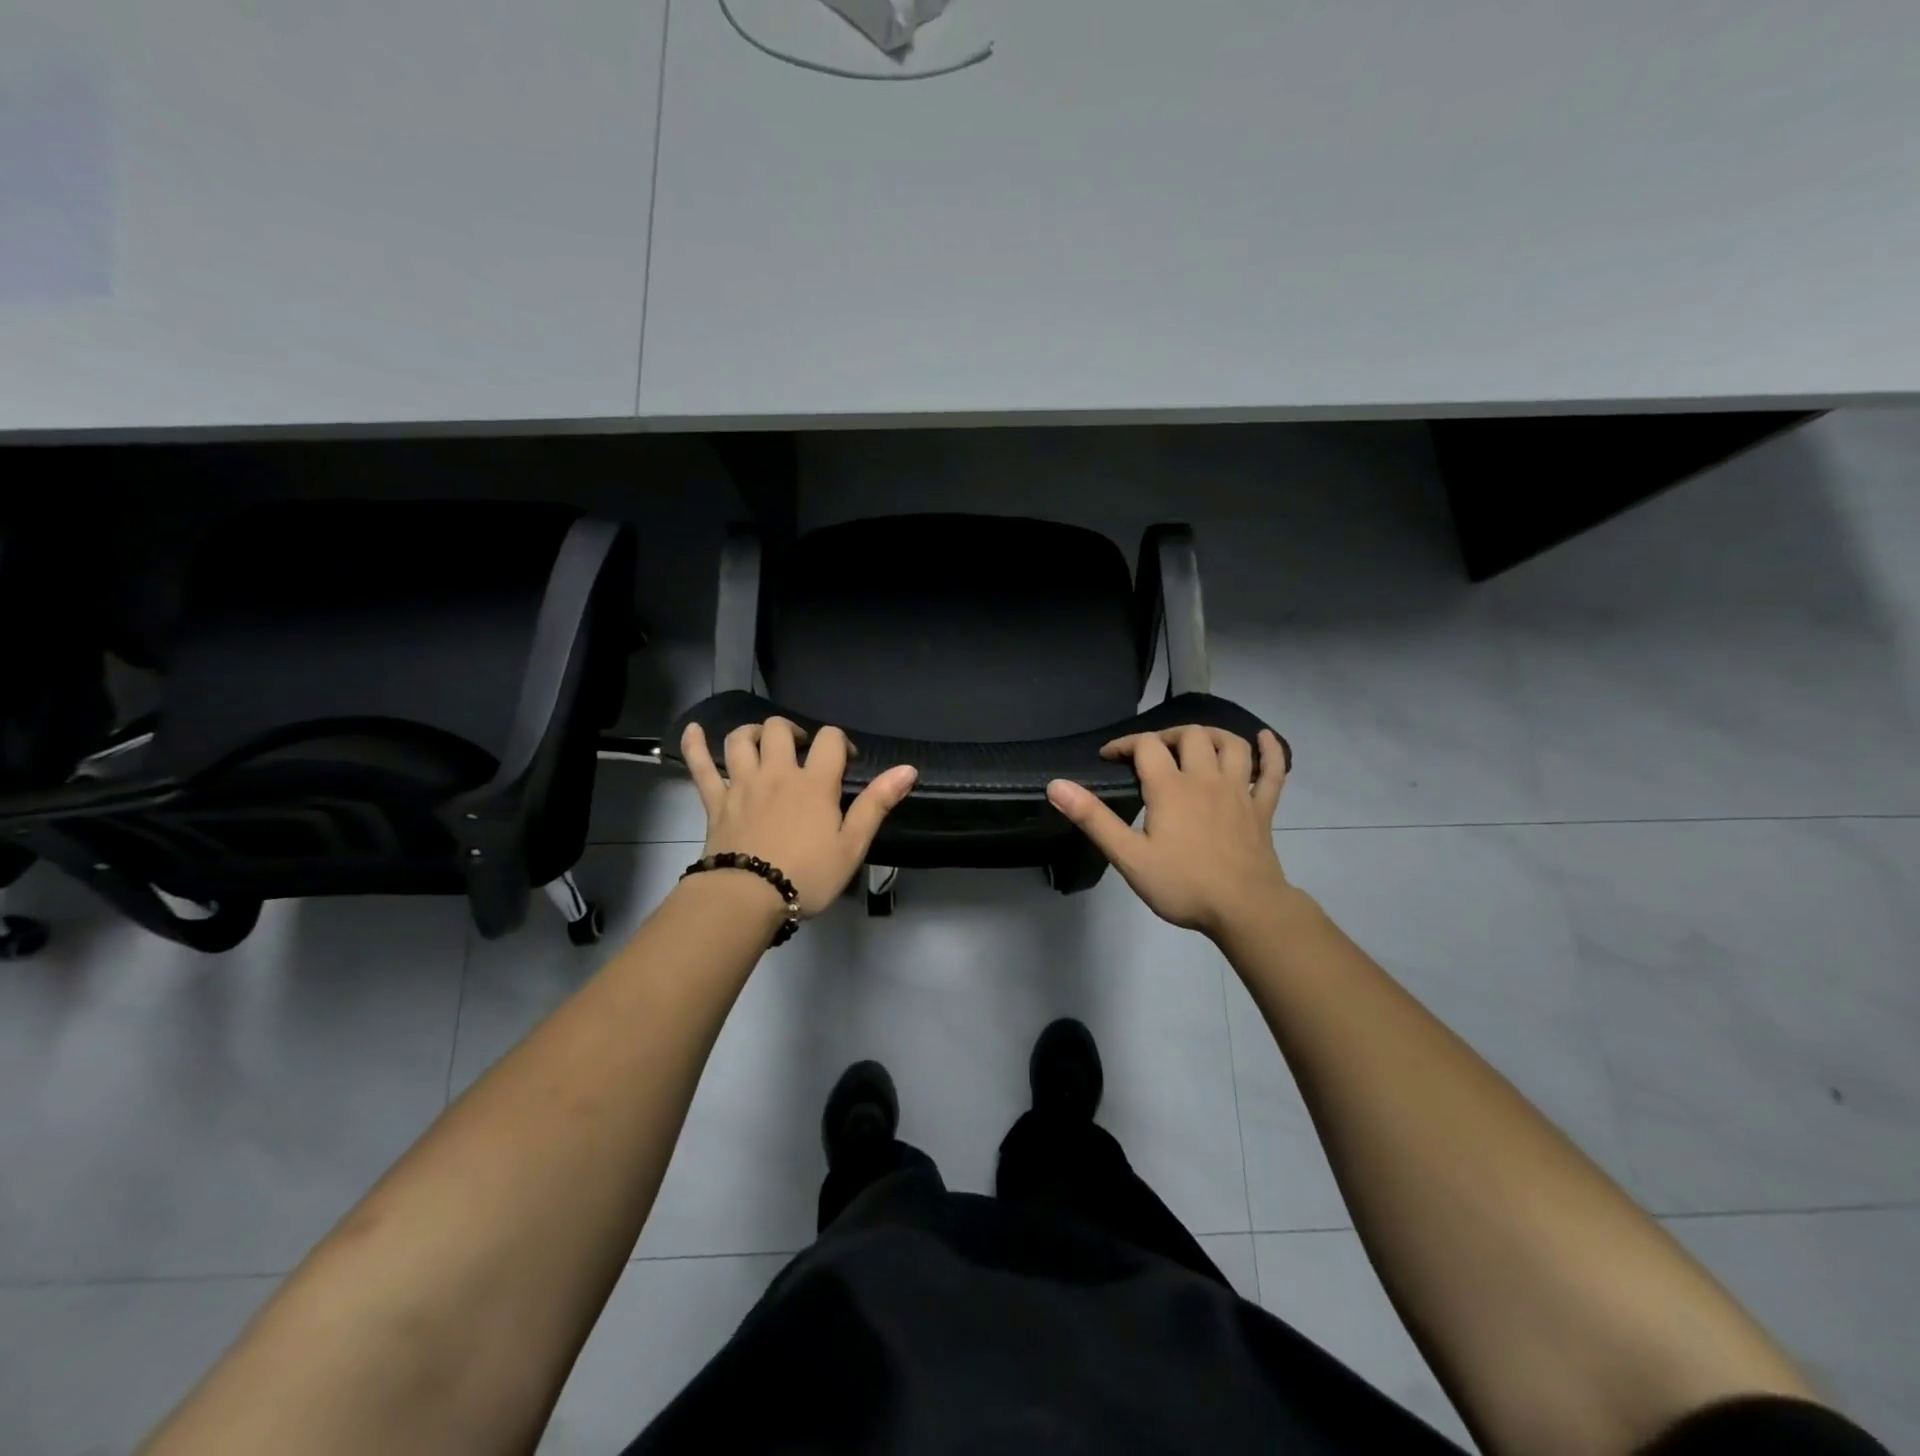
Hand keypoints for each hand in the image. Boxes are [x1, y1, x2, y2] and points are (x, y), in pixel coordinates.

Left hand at [682, 718, 916, 916]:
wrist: (746, 898)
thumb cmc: (806, 875)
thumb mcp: (851, 845)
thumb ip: (877, 804)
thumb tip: (908, 769)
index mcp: (814, 783)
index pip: (830, 740)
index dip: (841, 742)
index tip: (847, 760)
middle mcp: (776, 773)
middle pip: (779, 730)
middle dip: (793, 731)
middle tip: (801, 750)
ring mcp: (741, 784)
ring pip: (740, 740)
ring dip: (752, 732)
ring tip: (762, 741)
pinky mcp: (715, 801)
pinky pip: (700, 766)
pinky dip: (695, 745)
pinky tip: (693, 730)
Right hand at [1046, 726, 1290, 938]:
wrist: (1245, 910)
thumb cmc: (1183, 885)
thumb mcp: (1129, 856)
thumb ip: (1093, 819)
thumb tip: (1056, 785)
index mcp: (1171, 788)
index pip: (1146, 746)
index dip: (1125, 744)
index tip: (1109, 757)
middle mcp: (1206, 779)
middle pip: (1190, 736)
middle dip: (1166, 736)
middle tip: (1150, 753)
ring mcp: (1239, 792)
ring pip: (1231, 745)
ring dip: (1212, 735)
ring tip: (1196, 741)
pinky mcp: (1262, 810)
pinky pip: (1272, 772)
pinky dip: (1270, 751)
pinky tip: (1263, 738)